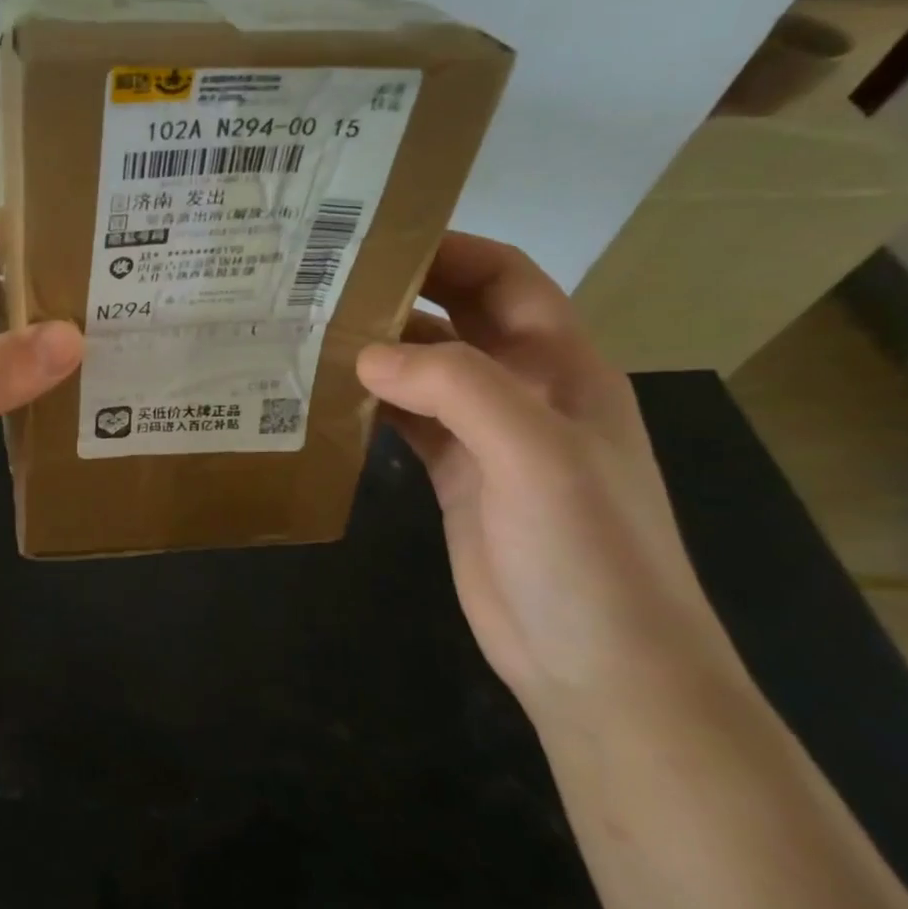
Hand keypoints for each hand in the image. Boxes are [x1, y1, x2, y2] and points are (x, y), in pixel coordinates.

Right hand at [355, 233, 746, 717]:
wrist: (599, 669)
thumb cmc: (588, 553)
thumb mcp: (537, 456)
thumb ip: (456, 389)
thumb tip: (365, 355)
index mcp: (562, 366)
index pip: (505, 279)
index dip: (450, 250)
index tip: (374, 239)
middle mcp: (524, 391)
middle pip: (457, 319)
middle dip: (399, 294)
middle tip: (321, 283)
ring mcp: (488, 438)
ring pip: (424, 372)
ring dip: (376, 352)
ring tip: (308, 334)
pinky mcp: (456, 477)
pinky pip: (407, 421)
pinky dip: (369, 404)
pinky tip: (325, 398)